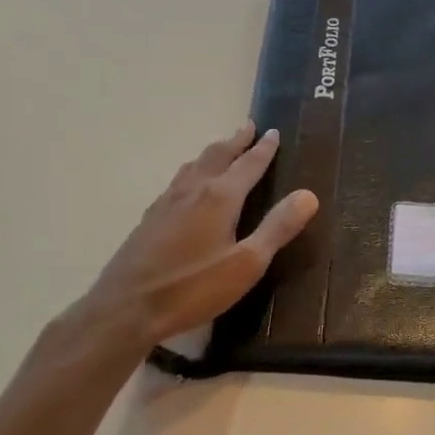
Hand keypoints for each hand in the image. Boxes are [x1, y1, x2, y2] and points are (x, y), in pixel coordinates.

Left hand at [85, 122, 318, 346]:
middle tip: (249, 127)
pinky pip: (178, 180)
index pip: (248, 164)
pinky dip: (194, 170)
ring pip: (194, 165)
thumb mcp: (247, 263)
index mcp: (220, 197)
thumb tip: (308, 194)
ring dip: (213, 153)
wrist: (126, 307)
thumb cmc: (193, 287)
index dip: (264, 149)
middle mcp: (193, 190)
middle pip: (217, 156)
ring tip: (223, 148)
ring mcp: (167, 202)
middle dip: (236, 141)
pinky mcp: (150, 218)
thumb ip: (278, 227)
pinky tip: (189, 185)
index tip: (274, 132)